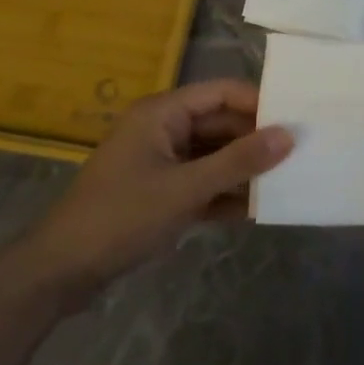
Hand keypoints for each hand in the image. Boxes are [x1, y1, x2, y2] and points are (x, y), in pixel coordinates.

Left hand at [19, 80, 291, 294]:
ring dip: (244, 170)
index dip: (260, 103)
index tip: (299, 119)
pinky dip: (226, 194)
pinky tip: (257, 210)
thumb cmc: (122, 217)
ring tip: (289, 181)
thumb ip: (238, 162)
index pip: (222, 93)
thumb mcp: (185, 189)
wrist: (61, 272)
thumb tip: (289, 135)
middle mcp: (164, 130)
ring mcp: (162, 163)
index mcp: (163, 113)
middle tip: (302, 154)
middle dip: (257, 140)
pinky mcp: (161, 193)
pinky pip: (203, 183)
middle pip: (221, 124)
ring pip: (215, 156)